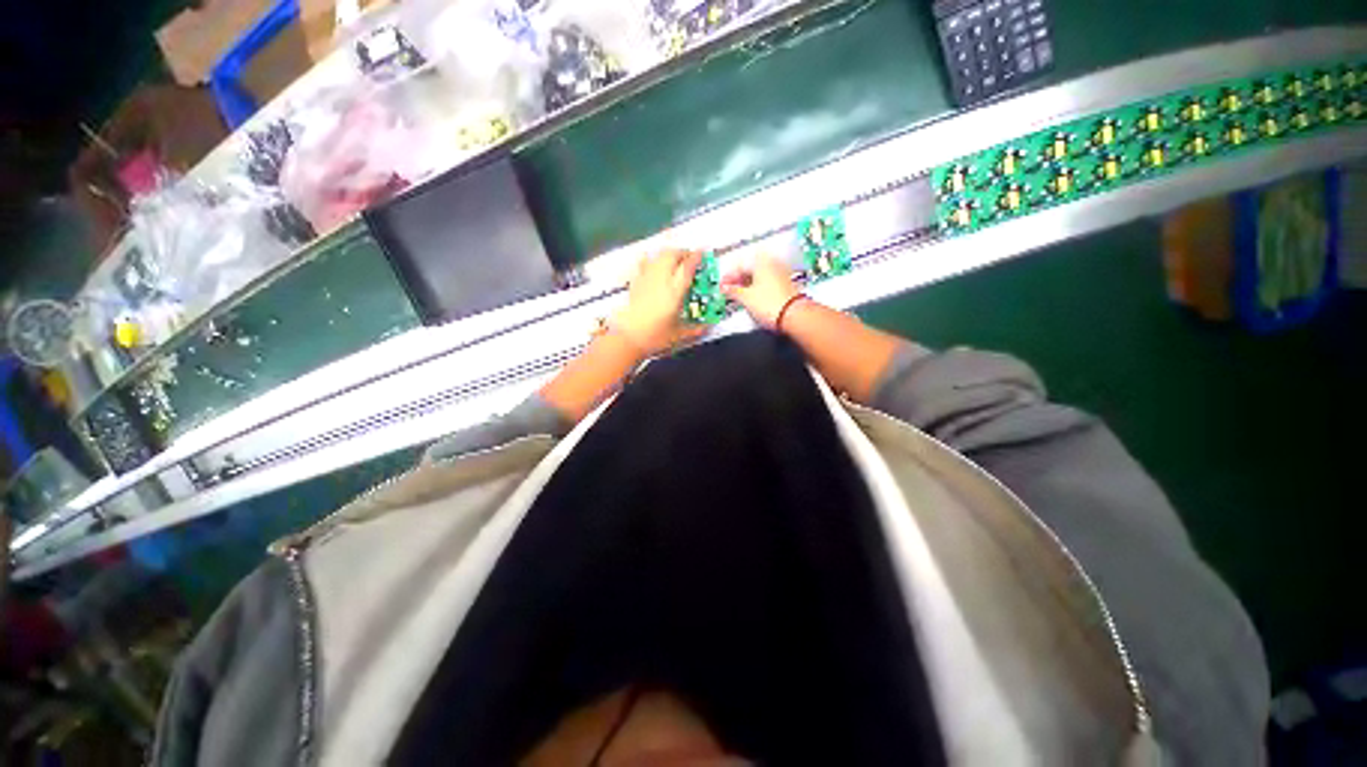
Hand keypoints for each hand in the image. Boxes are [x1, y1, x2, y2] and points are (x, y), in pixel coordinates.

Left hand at [611, 249, 707, 354]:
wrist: (629, 337)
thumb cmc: (655, 336)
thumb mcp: (678, 334)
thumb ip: (694, 329)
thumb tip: (707, 327)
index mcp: (674, 292)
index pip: (687, 267)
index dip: (696, 257)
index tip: (702, 252)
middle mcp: (661, 280)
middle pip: (672, 255)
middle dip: (682, 253)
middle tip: (689, 258)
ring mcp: (646, 279)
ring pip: (659, 256)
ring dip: (669, 253)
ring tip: (675, 259)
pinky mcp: (636, 282)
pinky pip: (644, 263)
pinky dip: (651, 259)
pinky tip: (652, 261)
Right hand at [721, 254, 800, 328]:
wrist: (793, 316)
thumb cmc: (770, 304)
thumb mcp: (745, 297)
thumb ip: (733, 291)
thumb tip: (725, 288)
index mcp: (760, 262)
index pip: (739, 267)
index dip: (728, 277)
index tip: (722, 286)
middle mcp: (771, 265)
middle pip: (749, 271)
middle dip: (738, 281)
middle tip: (729, 291)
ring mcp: (780, 275)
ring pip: (758, 277)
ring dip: (747, 285)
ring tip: (739, 297)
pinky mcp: (785, 286)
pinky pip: (766, 284)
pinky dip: (757, 289)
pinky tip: (753, 299)